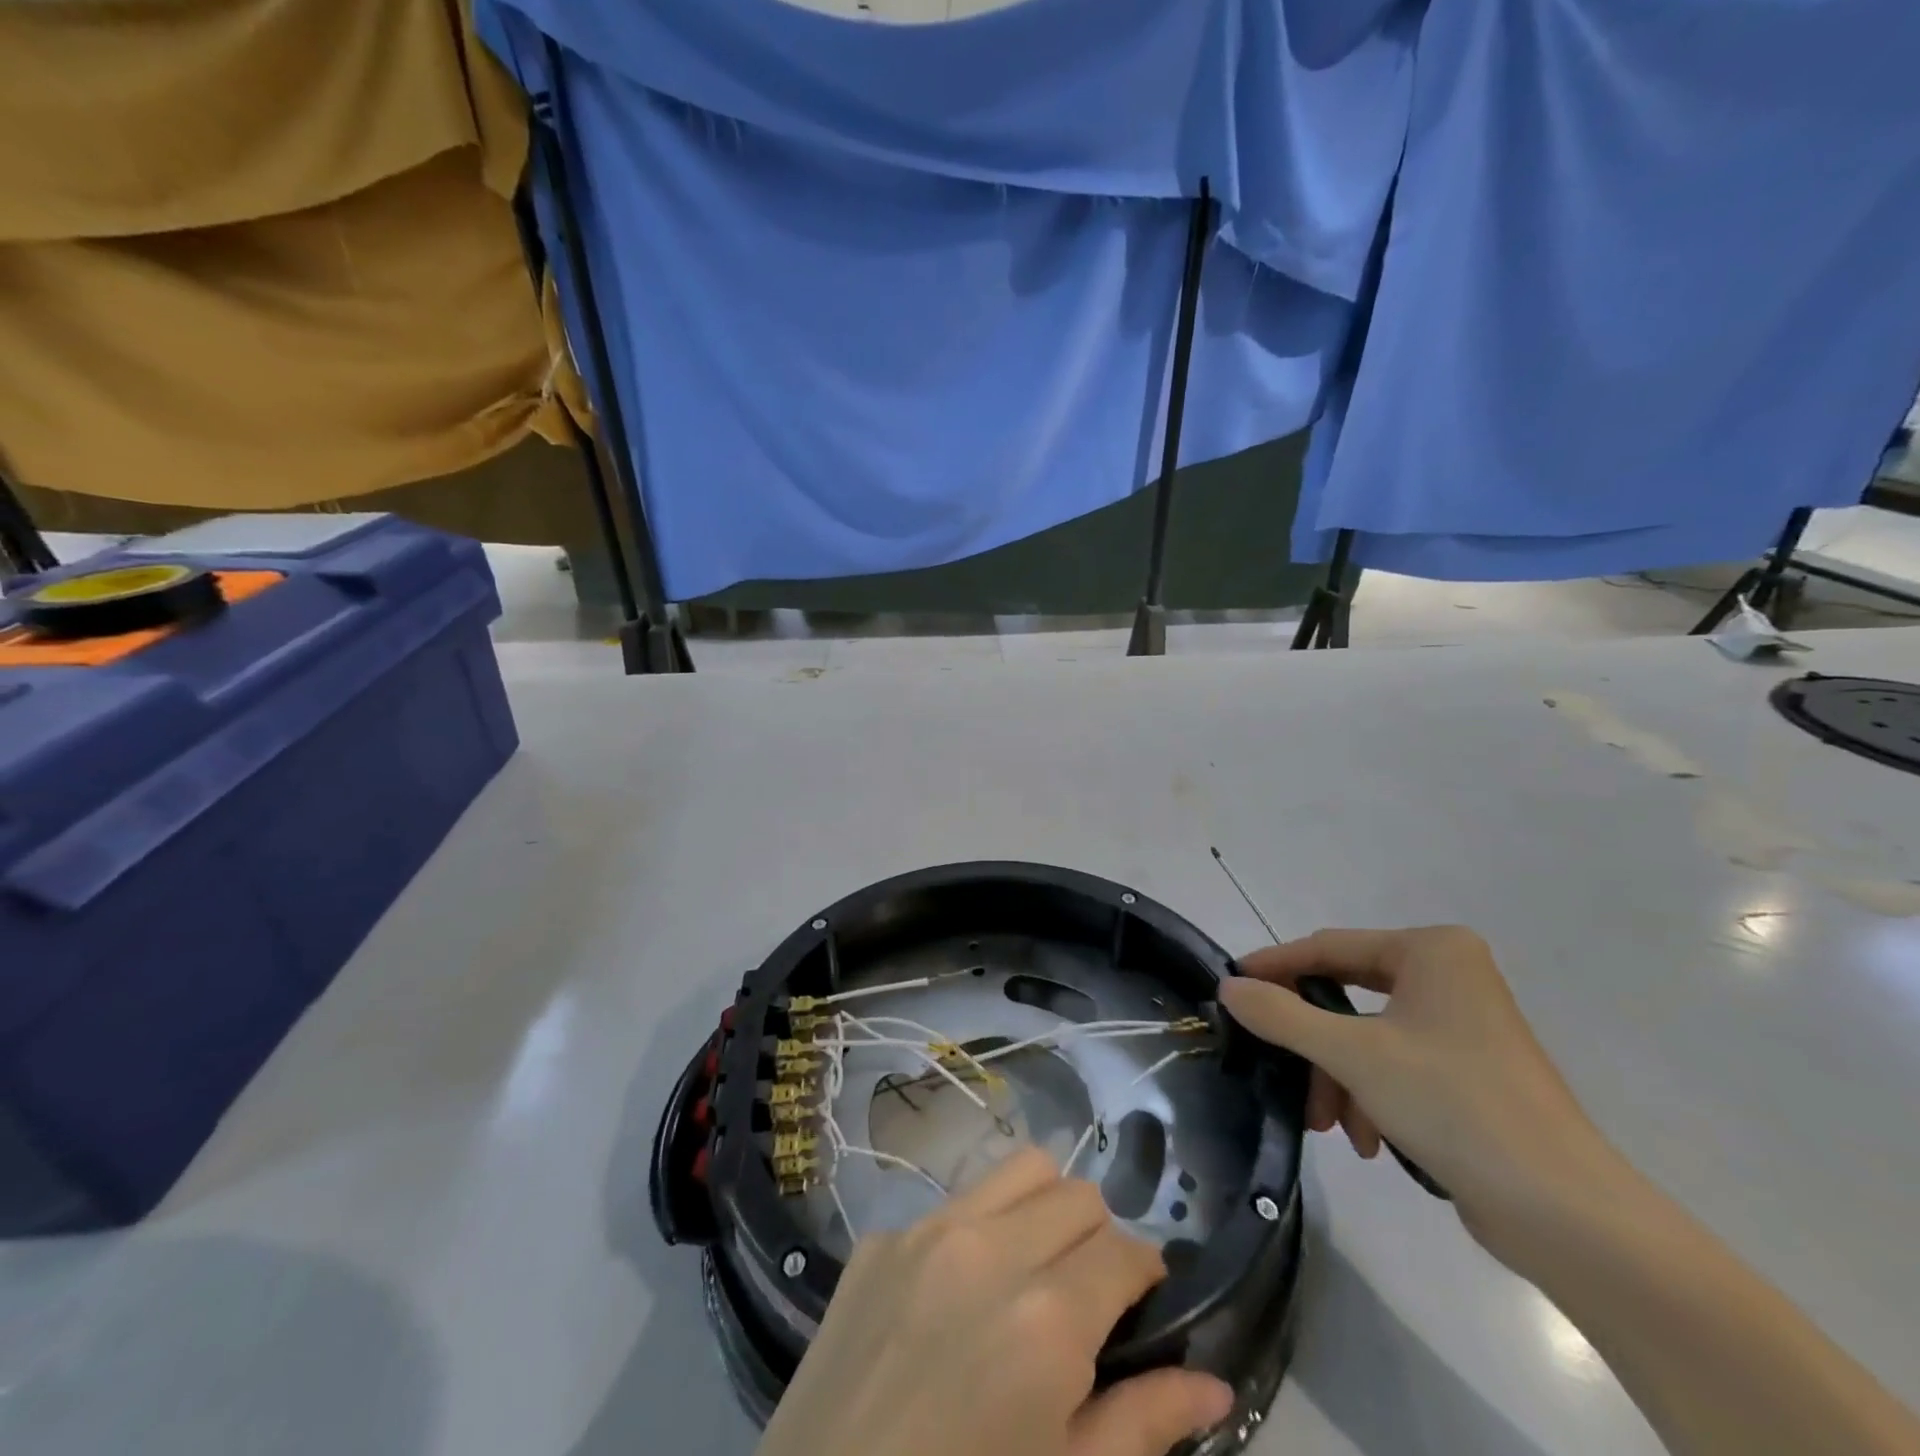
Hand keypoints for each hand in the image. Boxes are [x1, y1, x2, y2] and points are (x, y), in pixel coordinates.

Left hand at [753, 1146, 1234, 1455]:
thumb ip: (1145, 1424)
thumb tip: (1215, 1384)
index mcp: (1045, 1318)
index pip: (1125, 1250)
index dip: (1147, 1274)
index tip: (1143, 1303)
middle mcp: (989, 1248)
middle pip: (1078, 1193)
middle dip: (1098, 1236)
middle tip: (1088, 1293)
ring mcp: (927, 1230)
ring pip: (1020, 1168)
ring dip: (1044, 1205)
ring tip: (1035, 1265)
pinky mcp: (881, 1236)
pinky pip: (954, 1200)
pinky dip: (979, 1227)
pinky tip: (961, 1289)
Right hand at [1221, 926, 1619, 1261]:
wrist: (1566, 1214)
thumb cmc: (1453, 1105)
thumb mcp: (1352, 1054)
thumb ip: (1281, 1016)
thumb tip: (1228, 987)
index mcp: (1431, 952)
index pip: (1329, 947)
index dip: (1275, 967)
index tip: (1231, 987)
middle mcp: (1449, 976)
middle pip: (1347, 994)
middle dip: (1312, 1041)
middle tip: (1272, 1060)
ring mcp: (1463, 1025)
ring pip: (1367, 1036)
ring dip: (1339, 1078)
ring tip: (1328, 1124)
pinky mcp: (1469, 1072)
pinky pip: (1396, 1065)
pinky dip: (1371, 1096)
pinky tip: (1368, 1141)